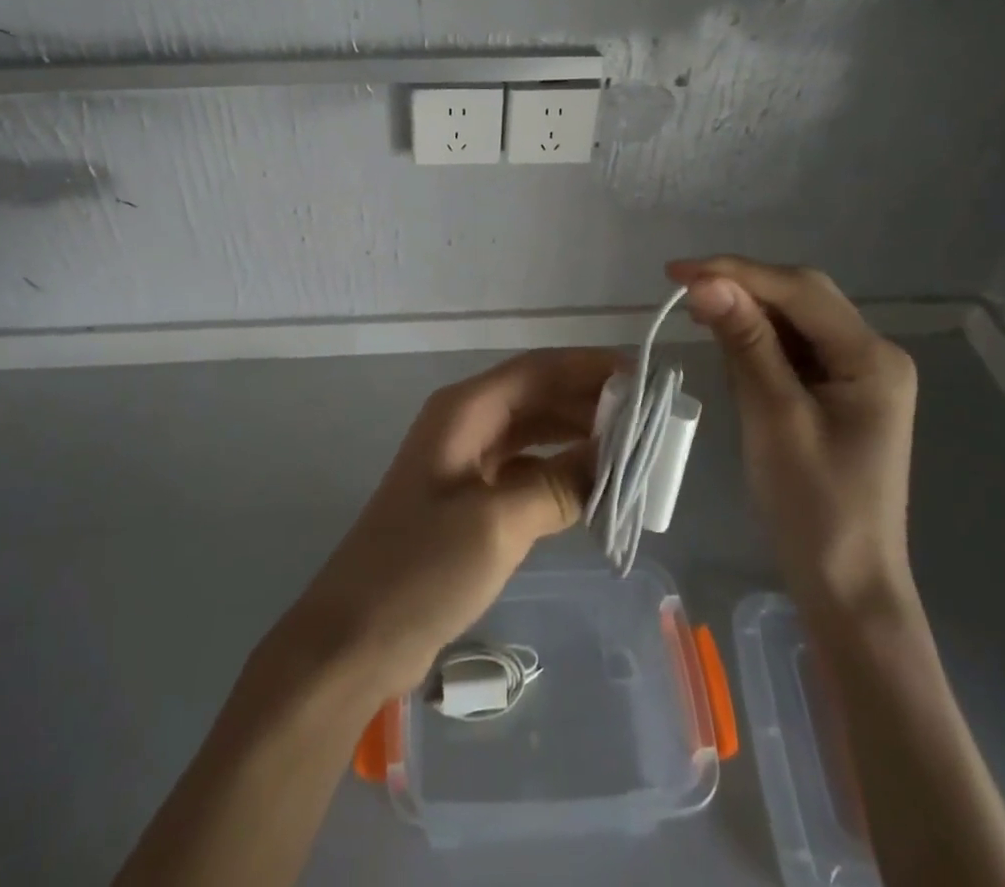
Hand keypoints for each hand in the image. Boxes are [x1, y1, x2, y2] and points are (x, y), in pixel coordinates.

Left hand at [277, 348, 615, 702]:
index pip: (538, 369)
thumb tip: (612, 459)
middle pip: (538, 396)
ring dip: (578, 437)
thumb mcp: (498, 523)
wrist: (355, 636)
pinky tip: (595, 488)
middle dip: (590, 403)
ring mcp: (466, 462)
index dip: (590, 367)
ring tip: (632, 451)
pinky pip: (525, 469)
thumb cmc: (422, 568)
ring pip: (534, 433)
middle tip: (649, 419)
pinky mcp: (470, 499)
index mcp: (465, 410)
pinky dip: (559, 472)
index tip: (643, 376)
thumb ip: (560, 485)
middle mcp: (466, 423)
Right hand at [668, 256, 918, 618]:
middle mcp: (872, 355)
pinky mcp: (839, 394)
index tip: (677, 272)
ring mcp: (858, 375)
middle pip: (802, 298)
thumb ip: (746, 344)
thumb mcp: (774, 418)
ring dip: (747, 311)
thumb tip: (706, 283)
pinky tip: (727, 341)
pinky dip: (758, 340)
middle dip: (742, 287)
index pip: (800, 291)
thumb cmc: (813, 507)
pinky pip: (794, 348)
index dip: (737, 272)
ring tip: (697, 312)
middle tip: (682, 288)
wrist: (846, 587)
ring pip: (795, 320)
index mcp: (872, 358)